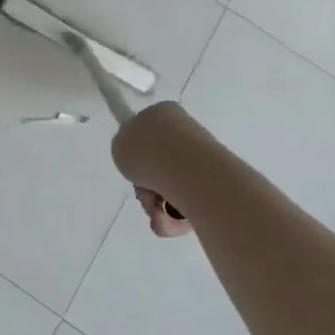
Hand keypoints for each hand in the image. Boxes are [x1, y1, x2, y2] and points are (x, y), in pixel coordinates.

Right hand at [110, 101, 202, 238]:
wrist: (185, 171)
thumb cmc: (147, 152)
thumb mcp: (119, 145)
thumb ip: (125, 149)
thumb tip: (139, 161)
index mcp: (163, 113)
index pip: (146, 133)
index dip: (136, 154)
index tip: (134, 167)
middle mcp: (186, 132)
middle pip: (157, 165)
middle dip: (146, 187)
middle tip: (144, 193)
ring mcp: (203, 158)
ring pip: (169, 188)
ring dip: (157, 206)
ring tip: (157, 212)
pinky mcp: (216, 185)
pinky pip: (186, 205)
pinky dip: (174, 218)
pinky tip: (170, 220)